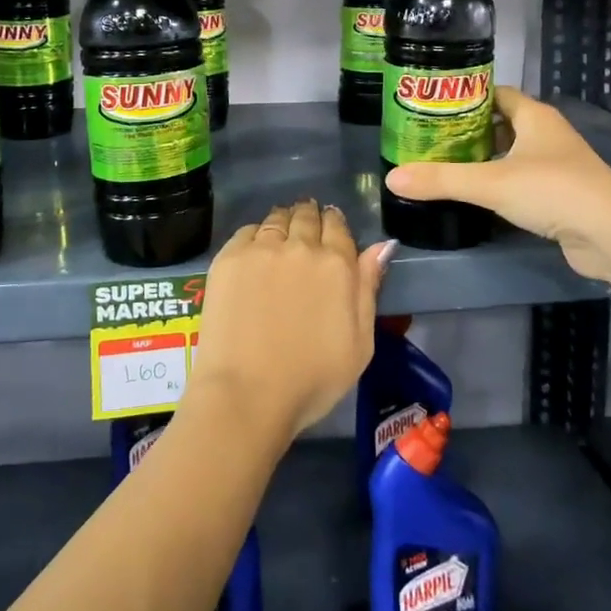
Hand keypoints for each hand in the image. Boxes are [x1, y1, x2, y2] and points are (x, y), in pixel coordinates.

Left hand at [187, 200, 391, 443]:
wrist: (247, 394)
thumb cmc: (312, 379)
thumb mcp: (360, 343)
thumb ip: (368, 288)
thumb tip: (381, 246)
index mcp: (336, 265)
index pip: (337, 225)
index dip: (334, 224)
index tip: (331, 230)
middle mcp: (300, 246)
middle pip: (306, 216)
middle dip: (309, 218)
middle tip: (305, 229)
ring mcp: (261, 249)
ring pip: (277, 218)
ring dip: (284, 221)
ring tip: (282, 234)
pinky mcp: (229, 258)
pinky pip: (247, 231)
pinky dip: (256, 235)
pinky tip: (255, 250)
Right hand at [386, 86, 610, 283]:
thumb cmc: (552, 191)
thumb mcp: (490, 183)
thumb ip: (442, 180)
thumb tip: (392, 178)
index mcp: (535, 117)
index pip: (497, 93)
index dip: (467, 96)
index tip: (434, 106)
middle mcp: (548, 134)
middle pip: (503, 122)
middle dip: (469, 129)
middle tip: (431, 138)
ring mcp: (557, 165)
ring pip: (513, 153)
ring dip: (485, 157)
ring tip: (446, 165)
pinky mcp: (560, 194)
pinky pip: (522, 179)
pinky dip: (500, 183)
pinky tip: (478, 195)